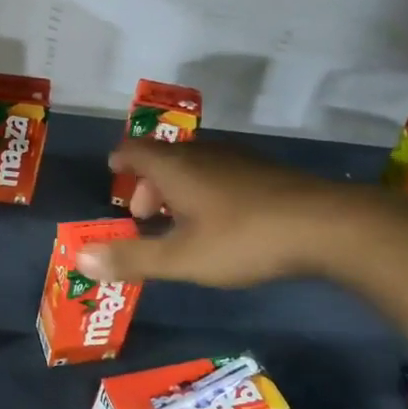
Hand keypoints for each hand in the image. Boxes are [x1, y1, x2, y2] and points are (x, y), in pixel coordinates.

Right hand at [78, 137, 375, 286]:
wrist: (327, 226)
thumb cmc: (243, 239)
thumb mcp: (181, 259)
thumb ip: (130, 259)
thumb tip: (80, 258)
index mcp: (175, 167)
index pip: (134, 150)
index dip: (120, 160)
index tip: (113, 171)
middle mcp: (203, 153)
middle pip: (163, 157)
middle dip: (147, 183)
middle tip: (144, 215)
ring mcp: (238, 159)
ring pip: (194, 164)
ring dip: (177, 188)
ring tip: (178, 221)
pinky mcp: (265, 171)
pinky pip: (220, 172)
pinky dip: (205, 189)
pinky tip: (221, 219)